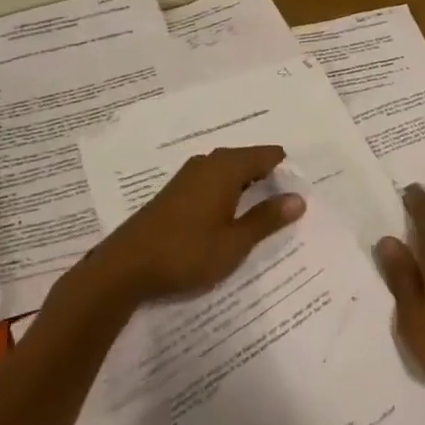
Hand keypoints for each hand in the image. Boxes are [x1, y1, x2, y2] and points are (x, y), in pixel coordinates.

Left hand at [97, 145, 304, 301]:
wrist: (123, 269)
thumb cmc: (186, 253)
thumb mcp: (235, 242)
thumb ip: (267, 219)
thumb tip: (298, 198)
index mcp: (226, 167)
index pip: (267, 155)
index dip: (287, 170)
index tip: (301, 190)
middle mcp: (208, 163)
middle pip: (248, 160)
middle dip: (269, 178)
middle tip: (288, 203)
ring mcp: (188, 177)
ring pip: (228, 172)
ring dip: (247, 187)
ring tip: (263, 212)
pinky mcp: (174, 193)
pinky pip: (212, 182)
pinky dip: (227, 194)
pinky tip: (230, 217)